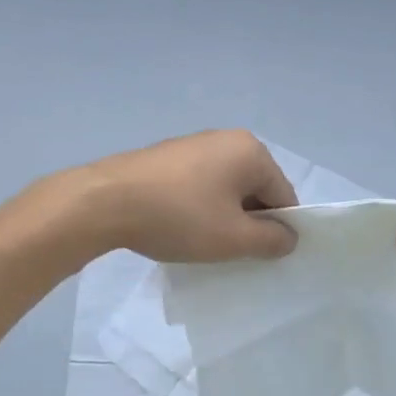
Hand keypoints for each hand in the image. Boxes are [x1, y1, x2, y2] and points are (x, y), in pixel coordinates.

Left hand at [65, 130, 298, 262]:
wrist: (106, 202)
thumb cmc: (179, 217)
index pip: (283, 195)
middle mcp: (226, 138)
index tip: (259, 257)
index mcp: (251, 151)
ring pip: (225, 188)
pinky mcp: (168, 155)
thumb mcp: (233, 238)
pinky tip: (179, 226)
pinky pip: (199, 184)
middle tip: (231, 253)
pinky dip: (198, 206)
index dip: (278, 230)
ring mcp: (194, 144)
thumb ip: (271, 240)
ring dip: (222, 216)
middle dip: (248, 221)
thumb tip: (289, 236)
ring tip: (202, 243)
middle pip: (255, 188)